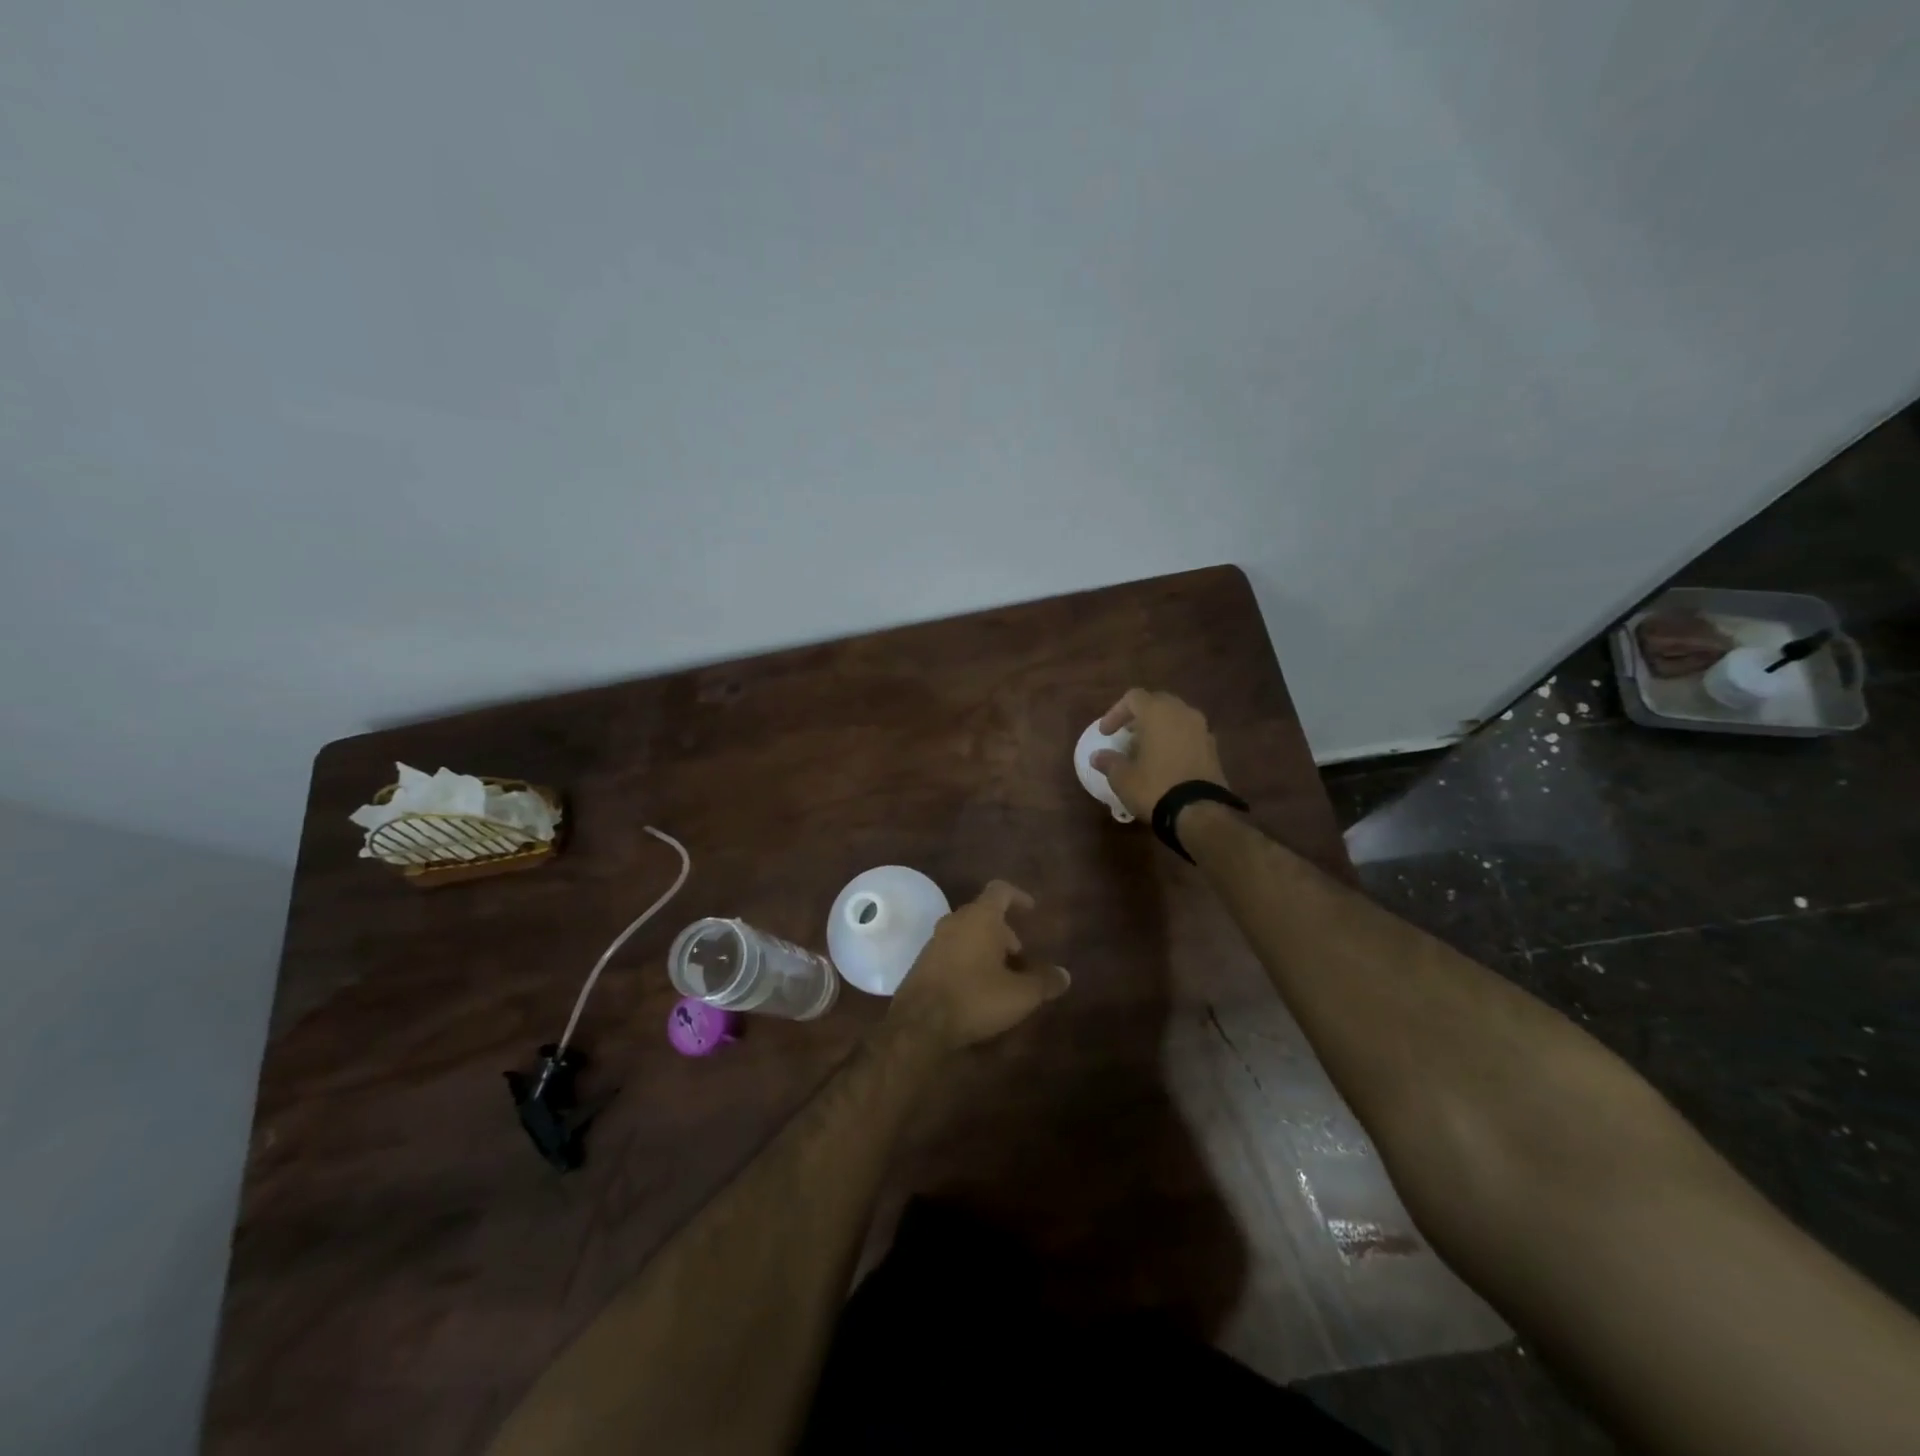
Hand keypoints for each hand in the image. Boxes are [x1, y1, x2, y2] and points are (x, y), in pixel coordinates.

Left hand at [887, 881, 1069, 1051]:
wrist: (919, 1024)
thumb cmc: (975, 998)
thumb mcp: (1020, 994)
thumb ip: (1044, 982)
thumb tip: (1065, 975)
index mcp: (980, 918)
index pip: (1000, 890)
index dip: (1018, 896)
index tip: (1031, 910)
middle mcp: (954, 921)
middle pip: (983, 913)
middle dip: (1004, 931)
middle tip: (1019, 957)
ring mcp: (934, 941)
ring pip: (966, 933)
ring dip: (985, 947)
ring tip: (1001, 976)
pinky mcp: (922, 963)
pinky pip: (951, 951)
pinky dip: (967, 959)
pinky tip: (977, 988)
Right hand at [1089, 688, 1228, 822]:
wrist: (1199, 812)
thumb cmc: (1154, 787)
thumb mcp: (1122, 778)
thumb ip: (1109, 762)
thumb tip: (1098, 756)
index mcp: (1158, 712)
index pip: (1133, 698)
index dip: (1115, 713)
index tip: (1106, 734)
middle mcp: (1183, 713)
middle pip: (1157, 703)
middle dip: (1139, 717)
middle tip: (1126, 735)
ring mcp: (1202, 730)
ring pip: (1176, 718)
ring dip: (1159, 729)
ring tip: (1145, 750)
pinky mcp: (1213, 749)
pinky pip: (1189, 735)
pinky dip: (1175, 742)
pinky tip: (1165, 762)